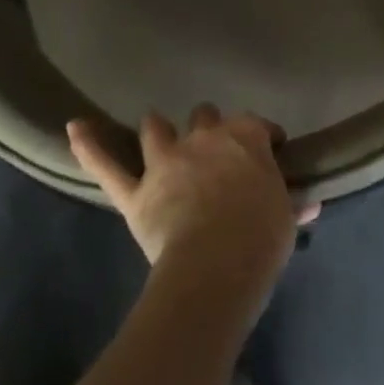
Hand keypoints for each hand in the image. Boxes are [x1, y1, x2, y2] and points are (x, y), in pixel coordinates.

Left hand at [67, 106, 315, 311]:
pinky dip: (89, 145)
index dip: (264, 137)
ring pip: (157, 129)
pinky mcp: (136, 192)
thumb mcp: (286, 218)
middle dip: (209, 128)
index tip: (271, 152)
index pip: (258, 125)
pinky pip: (107, 166)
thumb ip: (292, 203)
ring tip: (159, 133)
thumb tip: (310, 203)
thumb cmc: (261, 237)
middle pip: (205, 116)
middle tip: (214, 150)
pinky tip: (73, 126)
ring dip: (159, 129)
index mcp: (245, 137)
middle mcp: (204, 137)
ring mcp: (166, 161)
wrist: (215, 268)